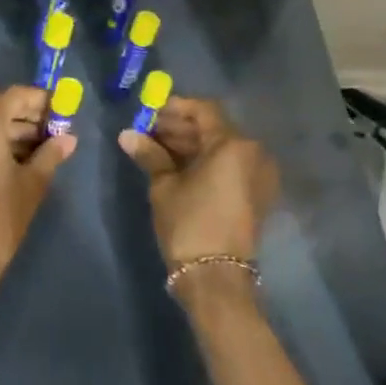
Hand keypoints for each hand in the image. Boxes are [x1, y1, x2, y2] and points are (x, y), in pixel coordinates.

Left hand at [0, 85, 75, 298]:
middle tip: (51, 132)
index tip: (59, 109)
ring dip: (6, 134)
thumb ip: (50, 155)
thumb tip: (68, 139)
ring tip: (36, 152)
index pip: (14, 96)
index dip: (39, 100)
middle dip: (24, 118)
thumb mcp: (31, 186)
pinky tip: (11, 163)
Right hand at [119, 96, 279, 272]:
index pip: (204, 110)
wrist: (216, 276)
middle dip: (181, 128)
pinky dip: (206, 161)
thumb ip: (150, 154)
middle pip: (214, 128)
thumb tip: (127, 134)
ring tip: (158, 149)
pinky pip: (230, 165)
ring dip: (192, 145)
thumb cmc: (189, 223)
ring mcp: (258, 174)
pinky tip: (178, 166)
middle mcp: (253, 152)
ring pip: (222, 147)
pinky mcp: (256, 193)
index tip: (151, 112)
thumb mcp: (164, 186)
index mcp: (233, 144)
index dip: (176, 107)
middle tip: (149, 131)